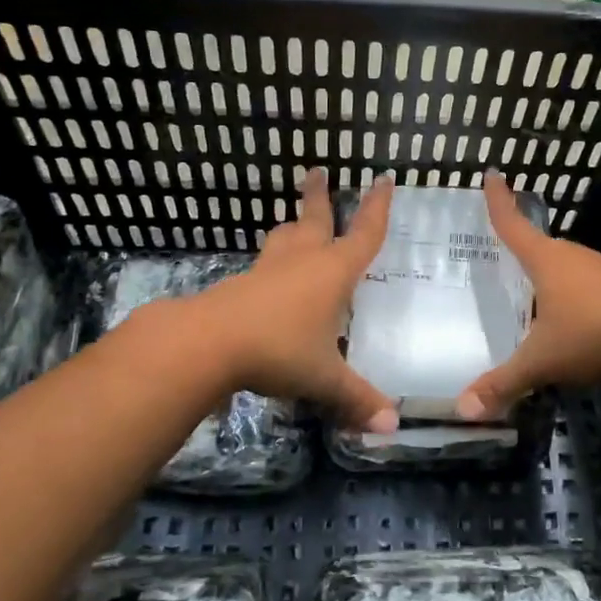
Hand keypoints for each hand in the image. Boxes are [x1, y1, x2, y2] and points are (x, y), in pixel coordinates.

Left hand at [198, 168, 398, 431]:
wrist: (208, 343)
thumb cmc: (279, 349)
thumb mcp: (324, 378)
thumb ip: (357, 399)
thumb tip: (392, 428)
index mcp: (333, 272)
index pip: (365, 234)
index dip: (377, 208)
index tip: (382, 179)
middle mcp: (302, 261)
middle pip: (314, 218)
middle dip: (319, 196)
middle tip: (316, 172)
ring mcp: (267, 269)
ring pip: (283, 237)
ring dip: (291, 224)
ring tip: (292, 220)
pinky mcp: (240, 284)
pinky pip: (263, 265)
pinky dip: (271, 261)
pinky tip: (268, 276)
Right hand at [458, 173, 600, 419]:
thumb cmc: (592, 334)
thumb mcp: (541, 362)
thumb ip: (503, 384)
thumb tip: (462, 410)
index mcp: (546, 261)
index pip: (513, 225)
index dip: (499, 202)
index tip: (493, 174)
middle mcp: (574, 258)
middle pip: (543, 245)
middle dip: (525, 245)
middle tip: (507, 250)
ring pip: (570, 267)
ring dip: (553, 274)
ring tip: (538, 291)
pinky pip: (591, 287)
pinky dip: (577, 296)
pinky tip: (578, 319)